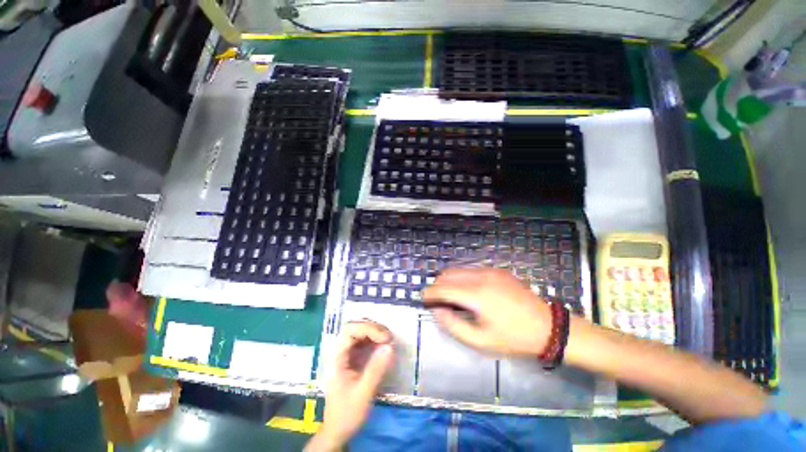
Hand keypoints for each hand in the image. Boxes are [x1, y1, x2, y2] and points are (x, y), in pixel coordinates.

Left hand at [307, 321, 394, 450]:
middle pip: (355, 328)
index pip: (350, 331)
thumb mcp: (363, 394)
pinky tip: (383, 346)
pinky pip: (364, 342)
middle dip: (373, 329)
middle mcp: (340, 351)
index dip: (368, 329)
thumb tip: (390, 347)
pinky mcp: (353, 358)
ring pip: (360, 333)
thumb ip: (375, 370)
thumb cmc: (347, 413)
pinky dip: (375, 340)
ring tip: (388, 340)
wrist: (338, 430)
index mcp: (337, 357)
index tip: (385, 338)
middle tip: (389, 338)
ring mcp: (346, 354)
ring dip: (375, 333)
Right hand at [423, 268, 551, 355]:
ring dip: (449, 280)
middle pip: (447, 274)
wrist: (548, 326)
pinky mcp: (496, 269)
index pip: (443, 288)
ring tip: (451, 296)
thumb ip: (453, 325)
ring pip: (458, 269)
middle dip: (437, 285)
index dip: (429, 292)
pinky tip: (468, 291)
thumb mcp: (481, 341)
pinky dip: (461, 278)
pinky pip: (470, 269)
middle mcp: (480, 276)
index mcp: (476, 294)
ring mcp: (489, 270)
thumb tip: (437, 309)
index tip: (423, 299)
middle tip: (437, 300)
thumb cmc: (513, 338)